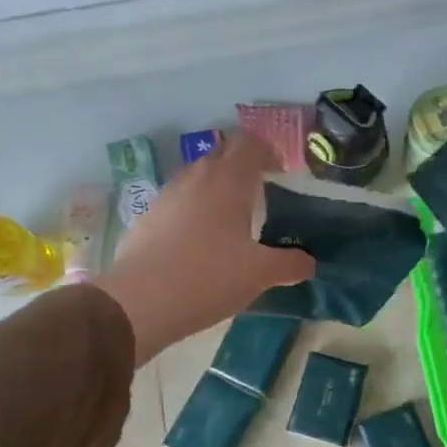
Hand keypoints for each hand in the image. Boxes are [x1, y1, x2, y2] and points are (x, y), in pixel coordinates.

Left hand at [95, 135, 313, 363]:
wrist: (138, 302)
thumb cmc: (209, 277)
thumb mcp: (259, 274)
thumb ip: (289, 264)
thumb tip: (308, 262)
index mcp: (229, 180)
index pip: (250, 144)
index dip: (268, 152)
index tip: (281, 174)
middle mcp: (196, 177)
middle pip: (223, 154)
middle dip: (243, 166)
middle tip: (261, 193)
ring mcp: (167, 195)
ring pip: (198, 176)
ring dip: (216, 187)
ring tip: (231, 218)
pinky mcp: (148, 217)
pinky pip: (178, 200)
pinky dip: (194, 209)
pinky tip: (199, 241)